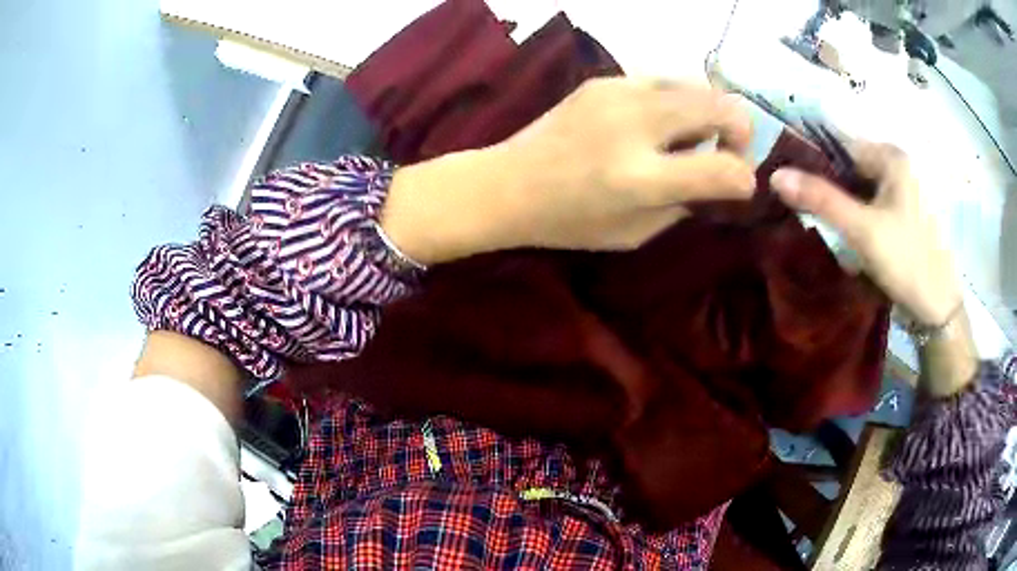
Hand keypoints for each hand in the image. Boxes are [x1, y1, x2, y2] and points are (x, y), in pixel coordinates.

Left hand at [381, 77, 755, 264]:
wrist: (507, 183)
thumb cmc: (568, 221)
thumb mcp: (634, 233)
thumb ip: (684, 205)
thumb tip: (718, 180)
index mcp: (641, 179)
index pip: (724, 171)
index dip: (744, 179)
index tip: (739, 185)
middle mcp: (635, 126)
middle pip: (721, 107)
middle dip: (740, 130)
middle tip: (727, 149)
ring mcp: (618, 93)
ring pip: (697, 83)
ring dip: (711, 109)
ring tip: (694, 134)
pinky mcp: (604, 79)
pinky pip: (663, 79)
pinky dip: (678, 99)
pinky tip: (661, 120)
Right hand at [769, 142, 960, 326]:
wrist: (938, 309)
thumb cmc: (907, 262)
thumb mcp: (862, 230)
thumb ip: (821, 200)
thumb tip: (775, 175)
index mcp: (891, 157)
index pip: (840, 145)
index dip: (813, 161)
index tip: (789, 182)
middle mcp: (897, 166)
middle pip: (850, 166)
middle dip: (826, 185)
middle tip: (801, 207)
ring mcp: (901, 191)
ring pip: (859, 187)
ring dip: (839, 202)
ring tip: (818, 221)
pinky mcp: (902, 214)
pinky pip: (869, 204)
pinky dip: (854, 215)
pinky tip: (843, 233)